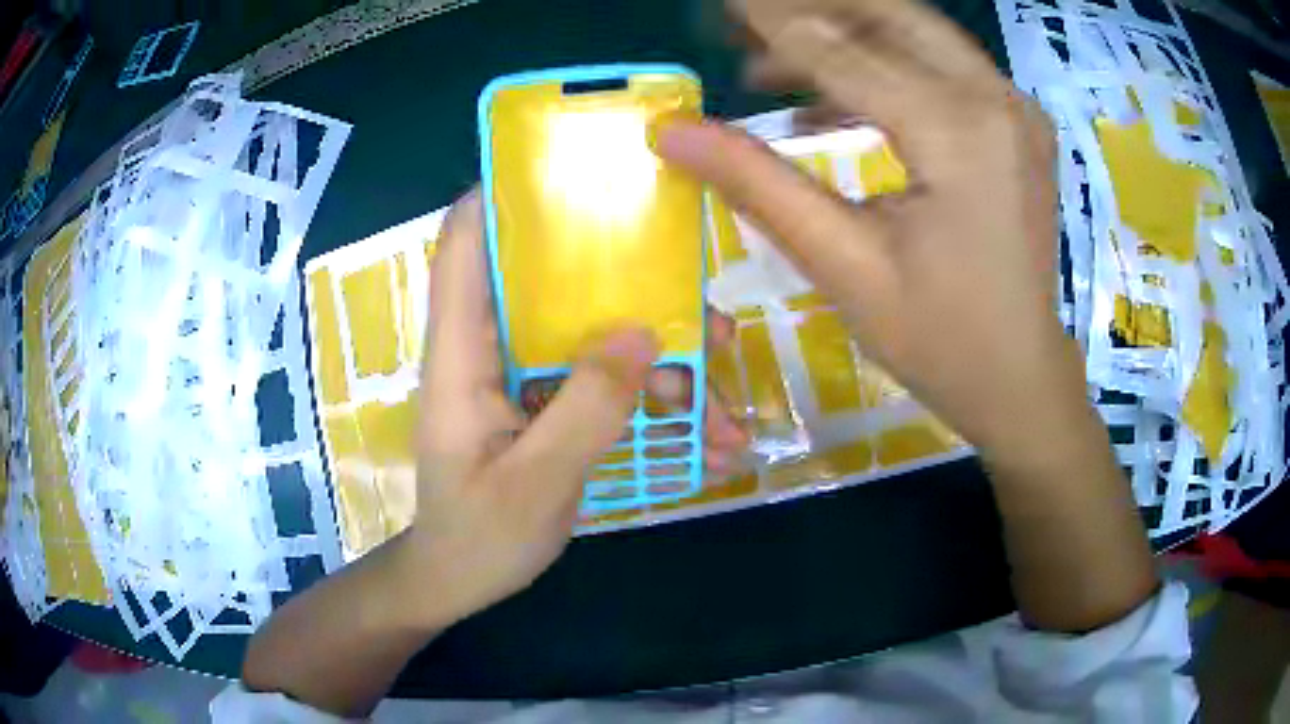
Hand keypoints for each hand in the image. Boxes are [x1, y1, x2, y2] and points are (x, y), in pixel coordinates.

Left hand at [405, 190, 745, 622]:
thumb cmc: (477, 537)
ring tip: (725, 416)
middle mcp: (491, 348)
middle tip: (705, 327)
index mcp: (462, 353)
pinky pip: (607, 384)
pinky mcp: (548, 404)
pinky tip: (707, 446)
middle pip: (558, 286)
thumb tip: (642, 333)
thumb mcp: (534, 485)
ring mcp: (523, 377)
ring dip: (664, 366)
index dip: (506, 196)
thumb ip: (584, 410)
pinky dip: (655, 406)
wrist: (460, 582)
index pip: (466, 244)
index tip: (576, 176)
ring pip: (597, 338)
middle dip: (635, 295)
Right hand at [655, 0, 1092, 464]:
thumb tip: (673, 133)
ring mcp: (1014, 107)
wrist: (1022, 378)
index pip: (838, 47)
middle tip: (743, 27)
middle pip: (887, 15)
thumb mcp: (843, 266)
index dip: (768, 21)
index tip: (721, 4)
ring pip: (916, 32)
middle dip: (809, 12)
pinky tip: (836, 98)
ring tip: (773, 67)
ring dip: (843, 34)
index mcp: (956, 130)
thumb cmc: (939, 339)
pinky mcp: (1017, 122)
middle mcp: (994, 99)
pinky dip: (884, 64)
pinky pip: (942, 65)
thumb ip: (758, 185)